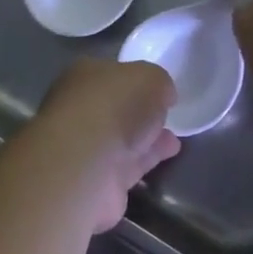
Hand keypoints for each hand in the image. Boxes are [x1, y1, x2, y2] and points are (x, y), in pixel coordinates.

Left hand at [19, 59, 179, 232]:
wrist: (86, 166)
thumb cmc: (114, 107)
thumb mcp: (150, 78)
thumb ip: (159, 82)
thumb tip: (163, 95)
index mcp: (83, 76)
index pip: (112, 73)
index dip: (136, 79)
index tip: (159, 89)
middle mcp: (79, 109)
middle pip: (115, 107)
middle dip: (140, 111)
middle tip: (166, 115)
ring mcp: (84, 147)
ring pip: (121, 138)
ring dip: (146, 138)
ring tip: (174, 139)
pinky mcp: (96, 180)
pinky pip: (128, 164)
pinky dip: (146, 159)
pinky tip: (168, 156)